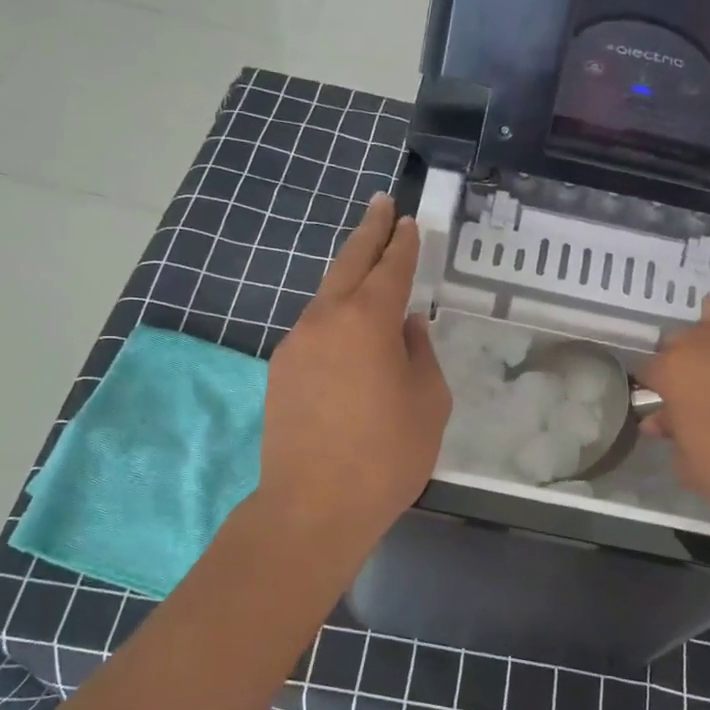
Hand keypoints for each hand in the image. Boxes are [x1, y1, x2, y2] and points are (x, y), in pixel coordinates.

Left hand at [257, 193, 451, 551]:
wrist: (312, 506)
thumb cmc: (386, 454)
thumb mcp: (428, 402)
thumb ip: (419, 355)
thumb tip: (406, 328)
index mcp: (367, 320)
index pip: (391, 268)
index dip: (403, 243)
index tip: (409, 221)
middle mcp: (325, 319)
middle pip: (349, 263)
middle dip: (369, 232)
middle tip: (381, 204)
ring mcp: (296, 344)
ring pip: (327, 296)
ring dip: (349, 277)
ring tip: (369, 267)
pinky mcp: (281, 371)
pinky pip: (315, 330)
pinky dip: (335, 317)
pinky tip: (349, 333)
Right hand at [638, 291, 709, 541]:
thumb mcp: (691, 465)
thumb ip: (672, 433)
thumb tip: (660, 420)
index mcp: (676, 370)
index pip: (647, 369)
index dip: (652, 388)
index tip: (662, 404)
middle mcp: (709, 340)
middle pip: (681, 338)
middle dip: (682, 360)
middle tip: (697, 390)